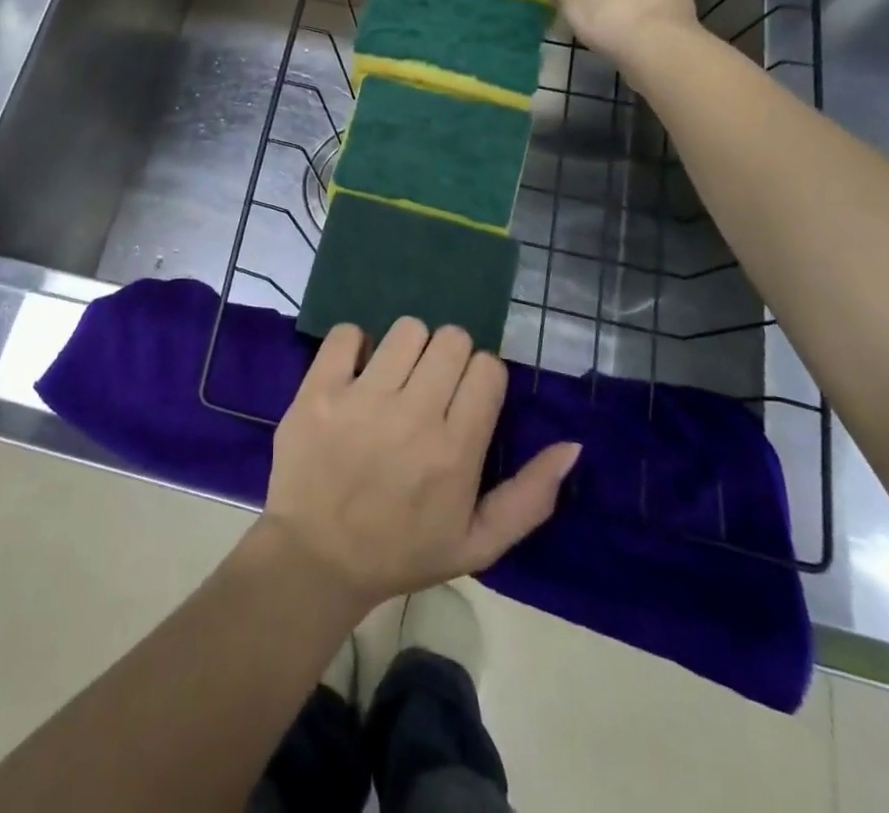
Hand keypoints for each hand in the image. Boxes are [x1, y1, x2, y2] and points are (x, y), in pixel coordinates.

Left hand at [261, 318, 581, 609]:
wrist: (316, 559)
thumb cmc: (400, 552)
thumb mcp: (477, 544)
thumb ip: (530, 497)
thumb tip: (572, 446)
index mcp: (455, 451)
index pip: (488, 368)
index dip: (482, 376)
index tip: (467, 396)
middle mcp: (413, 415)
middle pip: (452, 340)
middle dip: (450, 356)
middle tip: (432, 386)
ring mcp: (362, 398)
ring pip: (407, 329)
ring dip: (408, 347)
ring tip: (396, 378)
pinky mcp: (319, 389)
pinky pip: (346, 333)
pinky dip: (354, 344)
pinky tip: (356, 372)